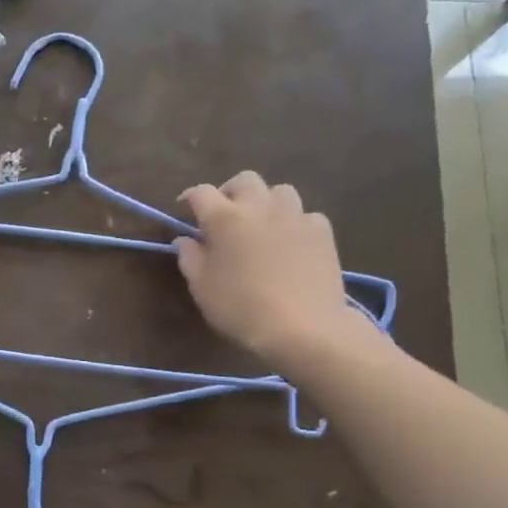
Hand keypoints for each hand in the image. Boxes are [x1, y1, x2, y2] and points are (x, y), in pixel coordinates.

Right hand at [174, 172, 355, 367]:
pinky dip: (293, 223)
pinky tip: (291, 243)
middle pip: (244, 180)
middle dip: (231, 192)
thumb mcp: (202, 287)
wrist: (302, 326)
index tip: (186, 210)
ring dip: (266, 202)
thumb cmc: (240, 308)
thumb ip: (189, 257)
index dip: (190, 198)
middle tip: (226, 215)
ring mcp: (295, 215)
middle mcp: (259, 207)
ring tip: (262, 225)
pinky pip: (305, 215)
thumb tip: (185, 239)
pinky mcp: (321, 230)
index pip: (201, 193)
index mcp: (224, 218)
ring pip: (279, 191)